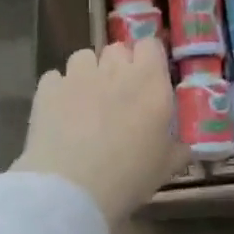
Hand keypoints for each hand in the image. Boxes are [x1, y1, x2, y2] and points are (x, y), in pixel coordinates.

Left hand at [13, 39, 184, 224]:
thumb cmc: (130, 176)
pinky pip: (54, 78)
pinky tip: (58, 113)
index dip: (148, 58)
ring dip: (87, 72)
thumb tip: (185, 148)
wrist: (74, 188)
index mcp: (150, 81)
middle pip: (117, 49)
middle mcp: (115, 69)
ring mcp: (78, 76)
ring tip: (85, 100)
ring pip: (83, 57)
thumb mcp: (165, 167)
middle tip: (117, 95)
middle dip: (117, 66)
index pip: (151, 45)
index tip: (147, 78)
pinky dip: (57, 90)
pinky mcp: (48, 89)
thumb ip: (177, 150)